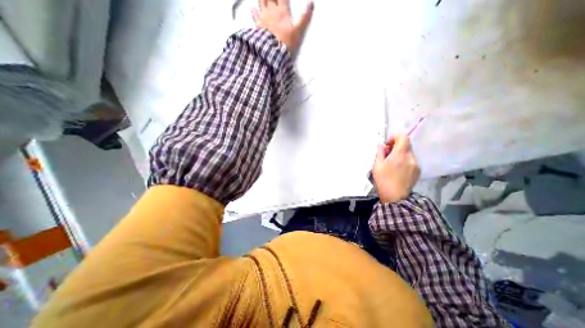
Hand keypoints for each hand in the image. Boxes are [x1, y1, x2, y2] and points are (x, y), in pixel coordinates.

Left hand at [252, 0, 314, 53]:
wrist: (274, 52)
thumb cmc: (286, 42)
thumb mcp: (298, 31)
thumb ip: (304, 18)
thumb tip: (311, 3)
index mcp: (282, 11)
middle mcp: (272, 11)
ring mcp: (264, 17)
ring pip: (261, 1)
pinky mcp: (258, 26)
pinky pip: (254, 15)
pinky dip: (254, 10)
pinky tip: (253, 8)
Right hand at [370, 135, 419, 203]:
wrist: (395, 197)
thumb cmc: (383, 180)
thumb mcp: (377, 166)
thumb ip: (380, 153)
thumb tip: (381, 145)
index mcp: (400, 155)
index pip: (403, 137)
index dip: (395, 137)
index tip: (387, 144)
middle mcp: (411, 157)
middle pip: (406, 144)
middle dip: (396, 145)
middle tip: (387, 154)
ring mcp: (416, 164)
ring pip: (409, 152)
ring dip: (400, 153)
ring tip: (392, 163)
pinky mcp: (418, 171)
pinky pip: (411, 160)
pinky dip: (405, 160)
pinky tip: (398, 169)